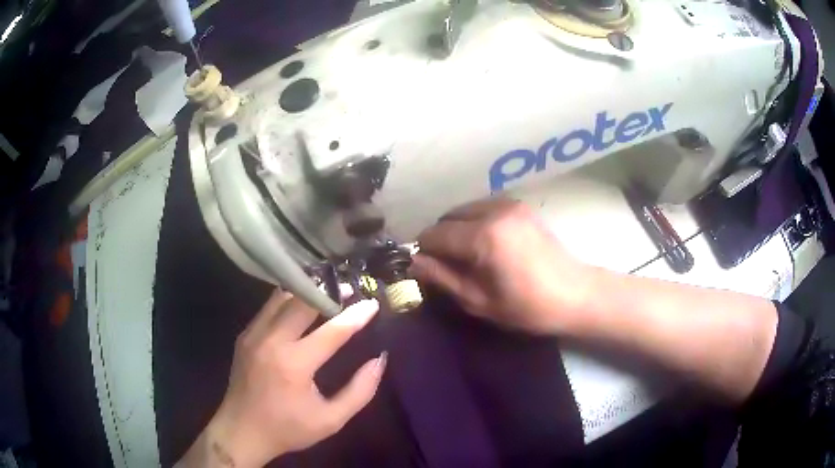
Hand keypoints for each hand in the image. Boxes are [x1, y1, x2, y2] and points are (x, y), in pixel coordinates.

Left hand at [179, 290, 384, 467]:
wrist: (241, 431)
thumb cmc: (288, 429)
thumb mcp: (331, 420)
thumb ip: (360, 391)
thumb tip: (379, 360)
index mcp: (294, 364)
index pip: (331, 331)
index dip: (355, 316)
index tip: (373, 303)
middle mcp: (271, 341)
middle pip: (302, 302)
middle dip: (328, 293)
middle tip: (349, 291)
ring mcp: (254, 335)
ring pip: (282, 298)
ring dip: (306, 292)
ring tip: (326, 293)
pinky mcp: (245, 335)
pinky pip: (269, 308)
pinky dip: (288, 301)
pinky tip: (300, 308)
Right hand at [410, 198, 597, 334]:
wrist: (575, 293)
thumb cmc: (527, 307)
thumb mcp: (479, 300)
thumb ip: (442, 277)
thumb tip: (413, 262)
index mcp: (483, 236)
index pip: (434, 234)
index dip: (423, 251)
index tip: (424, 268)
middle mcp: (493, 210)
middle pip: (447, 217)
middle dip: (440, 238)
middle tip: (446, 265)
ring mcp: (509, 204)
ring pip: (464, 210)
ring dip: (456, 229)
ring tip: (467, 255)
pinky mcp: (519, 205)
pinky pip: (483, 207)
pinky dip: (474, 222)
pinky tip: (485, 243)